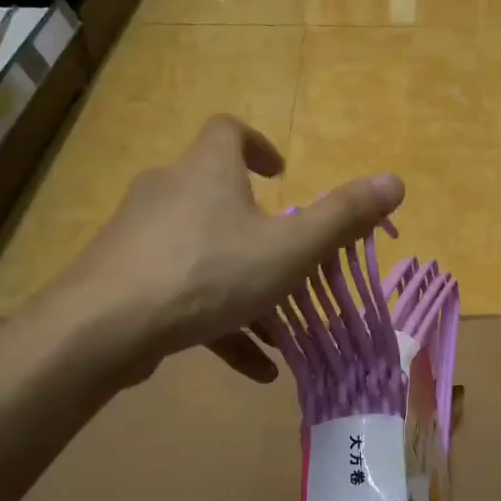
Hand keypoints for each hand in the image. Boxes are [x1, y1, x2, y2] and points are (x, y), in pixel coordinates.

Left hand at [44, 115, 402, 383]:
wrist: (104, 327)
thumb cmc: (208, 272)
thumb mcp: (289, 249)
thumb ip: (342, 217)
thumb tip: (396, 181)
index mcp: (207, 172)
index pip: (228, 131)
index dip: (258, 145)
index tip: (280, 173)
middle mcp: (168, 193)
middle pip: (216, 197)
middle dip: (256, 231)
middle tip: (287, 260)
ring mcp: (140, 238)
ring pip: (202, 256)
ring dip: (243, 289)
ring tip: (280, 335)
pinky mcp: (125, 280)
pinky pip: (181, 294)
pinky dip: (217, 322)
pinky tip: (251, 368)